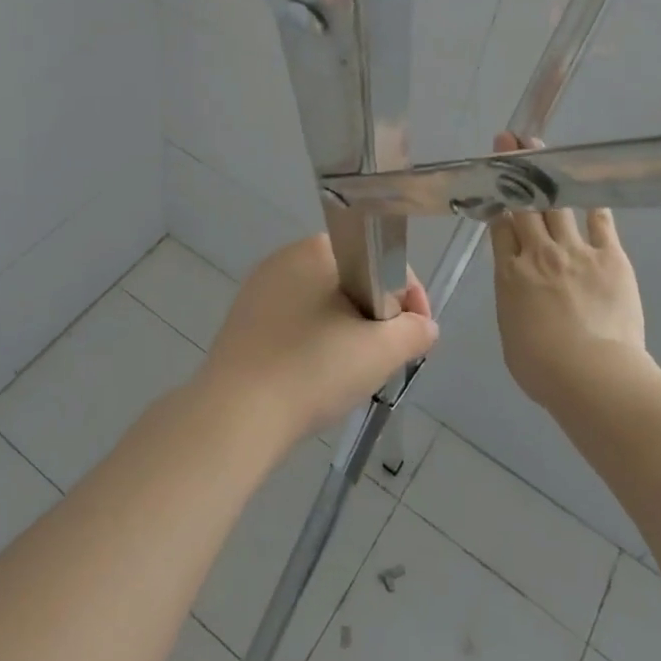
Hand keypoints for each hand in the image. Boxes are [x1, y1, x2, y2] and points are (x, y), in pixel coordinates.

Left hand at [199, 235, 437, 447]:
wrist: (237, 413)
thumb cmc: (314, 369)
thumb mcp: (380, 351)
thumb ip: (414, 331)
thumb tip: (424, 326)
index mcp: (318, 247)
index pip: (379, 260)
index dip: (407, 298)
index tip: (413, 336)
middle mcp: (286, 256)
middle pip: (351, 280)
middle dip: (375, 316)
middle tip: (383, 358)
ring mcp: (259, 287)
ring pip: (322, 303)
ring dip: (345, 331)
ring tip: (351, 373)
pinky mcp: (242, 318)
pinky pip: (293, 322)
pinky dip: (312, 342)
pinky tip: (314, 376)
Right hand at [488, 132, 647, 408]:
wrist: (593, 375)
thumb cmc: (543, 368)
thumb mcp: (510, 332)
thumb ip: (513, 302)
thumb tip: (519, 291)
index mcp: (509, 274)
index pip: (499, 227)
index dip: (496, 200)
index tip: (494, 180)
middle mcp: (538, 253)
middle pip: (523, 205)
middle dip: (514, 171)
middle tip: (508, 142)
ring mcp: (575, 251)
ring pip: (556, 204)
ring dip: (546, 174)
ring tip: (538, 147)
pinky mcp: (610, 257)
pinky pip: (600, 222)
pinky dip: (593, 202)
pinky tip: (590, 183)